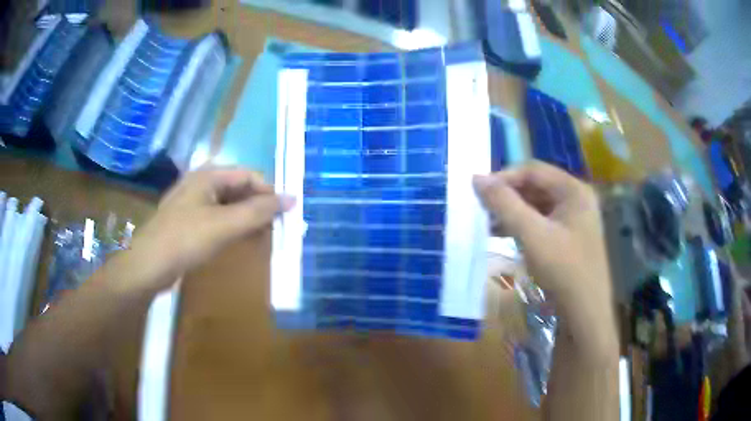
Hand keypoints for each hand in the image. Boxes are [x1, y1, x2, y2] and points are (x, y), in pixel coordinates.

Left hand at [122, 167, 294, 293]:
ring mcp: (192, 203)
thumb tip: (292, 199)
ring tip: (261, 236)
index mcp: (208, 175)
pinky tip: (239, 240)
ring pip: (228, 204)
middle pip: (238, 188)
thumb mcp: (225, 225)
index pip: (249, 175)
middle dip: (258, 206)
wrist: (148, 265)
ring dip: (246, 218)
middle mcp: (200, 183)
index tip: (285, 214)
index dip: (268, 192)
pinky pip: (217, 217)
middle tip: (275, 228)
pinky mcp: (188, 221)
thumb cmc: (185, 239)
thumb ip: (258, 212)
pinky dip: (232, 226)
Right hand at [474, 161, 616, 362]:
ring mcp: (574, 220)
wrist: (584, 314)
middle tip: (482, 209)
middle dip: (508, 196)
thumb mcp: (531, 234)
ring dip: (513, 212)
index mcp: (574, 190)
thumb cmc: (563, 269)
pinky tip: (504, 236)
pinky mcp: (569, 238)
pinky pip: (542, 223)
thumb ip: (504, 204)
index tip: (479, 191)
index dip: (504, 177)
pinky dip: (523, 226)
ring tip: (488, 224)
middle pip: (536, 187)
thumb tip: (476, 177)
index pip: (533, 170)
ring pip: (538, 206)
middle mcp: (577, 199)